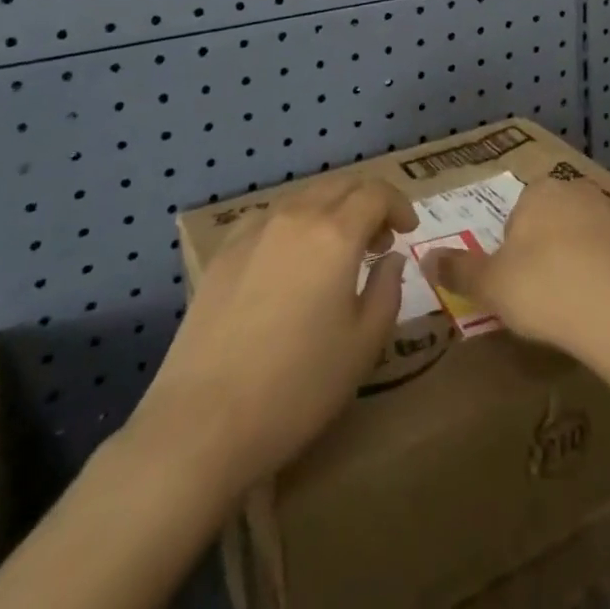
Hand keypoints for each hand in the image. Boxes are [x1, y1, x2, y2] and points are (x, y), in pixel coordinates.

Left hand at [128, 177, 417, 493]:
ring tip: (337, 250)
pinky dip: (293, 223)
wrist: (201, 424)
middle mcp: (295, 217)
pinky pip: (269, 217)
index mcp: (336, 233)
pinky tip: (289, 260)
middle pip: (340, 185)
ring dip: (331, 211)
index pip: (375, 193)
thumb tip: (390, 258)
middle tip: (380, 239)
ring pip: (304, 197)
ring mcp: (253, 231)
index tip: (408, 230)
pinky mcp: (223, 253)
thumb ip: (387, 290)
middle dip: (367, 202)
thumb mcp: (363, 345)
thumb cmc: (296, 387)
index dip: (398, 205)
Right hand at [422, 178, 609, 359]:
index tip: (514, 286)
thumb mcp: (490, 285)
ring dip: (572, 262)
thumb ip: (457, 270)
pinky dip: (600, 274)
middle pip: (548, 223)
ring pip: (579, 237)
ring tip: (568, 306)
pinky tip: (596, 306)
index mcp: (538, 191)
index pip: (515, 217)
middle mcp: (575, 190)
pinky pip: (607, 255)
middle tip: (538, 297)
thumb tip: (425, 258)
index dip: (510, 253)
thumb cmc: (544, 288)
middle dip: (541, 253)